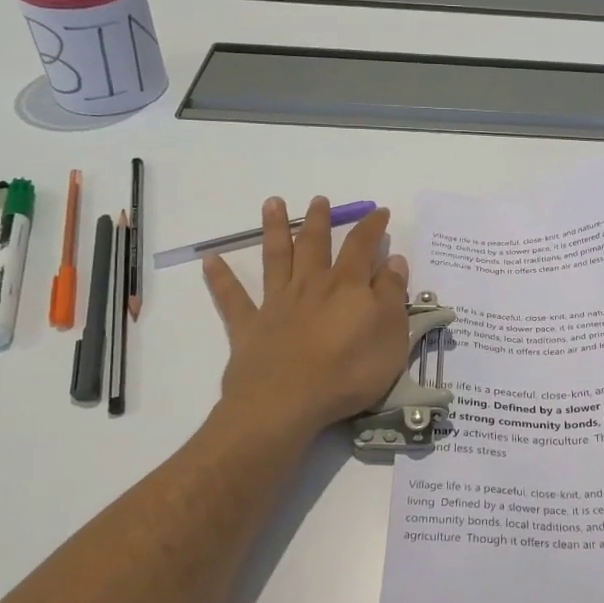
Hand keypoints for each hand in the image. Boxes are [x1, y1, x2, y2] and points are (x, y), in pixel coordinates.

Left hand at [203, 197, 410, 437]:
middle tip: (319, 199)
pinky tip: (209, 260)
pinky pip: (232, 298)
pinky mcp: (249, 327)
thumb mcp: (391, 335)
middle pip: (315, 244)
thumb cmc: (349, 371)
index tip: (380, 211)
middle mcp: (311, 285)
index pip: (362, 247)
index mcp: (347, 286)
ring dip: (275, 229)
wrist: (287, 403)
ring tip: (272, 203)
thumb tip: (394, 261)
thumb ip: (392, 295)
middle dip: (319, 220)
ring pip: (276, 258)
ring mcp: (277, 304)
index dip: (372, 227)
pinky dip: (220, 278)